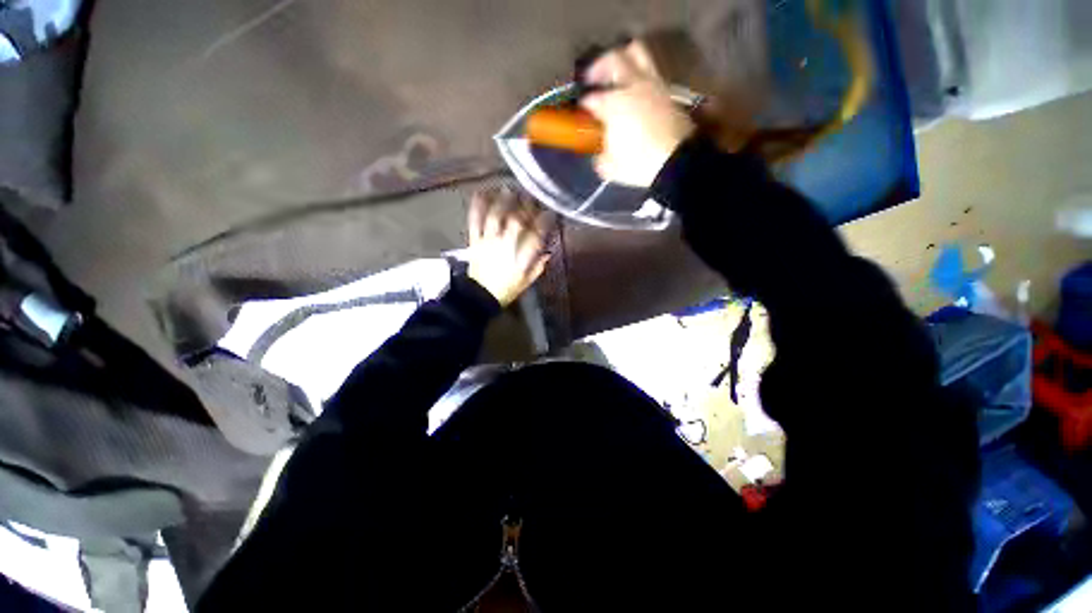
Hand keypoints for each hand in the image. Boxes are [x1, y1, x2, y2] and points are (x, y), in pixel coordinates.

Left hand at [467, 187, 554, 306]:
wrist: (481, 295)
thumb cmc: (507, 288)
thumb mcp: (527, 281)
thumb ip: (538, 265)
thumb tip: (547, 250)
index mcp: (520, 259)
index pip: (535, 236)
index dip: (544, 222)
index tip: (550, 213)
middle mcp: (505, 246)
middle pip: (516, 221)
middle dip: (525, 207)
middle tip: (530, 197)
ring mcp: (488, 242)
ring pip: (495, 217)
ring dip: (503, 201)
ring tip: (509, 189)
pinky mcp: (474, 241)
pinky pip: (475, 221)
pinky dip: (477, 207)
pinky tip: (481, 193)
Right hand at [581, 41, 695, 186]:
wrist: (676, 162)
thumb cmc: (638, 163)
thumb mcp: (610, 168)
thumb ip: (600, 158)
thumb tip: (599, 154)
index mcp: (613, 103)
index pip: (591, 98)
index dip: (583, 104)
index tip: (580, 110)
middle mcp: (632, 86)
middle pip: (615, 58)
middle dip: (599, 65)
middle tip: (593, 77)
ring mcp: (653, 85)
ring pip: (638, 54)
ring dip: (625, 59)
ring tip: (617, 75)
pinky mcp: (668, 92)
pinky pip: (651, 73)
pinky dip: (640, 77)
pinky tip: (637, 93)